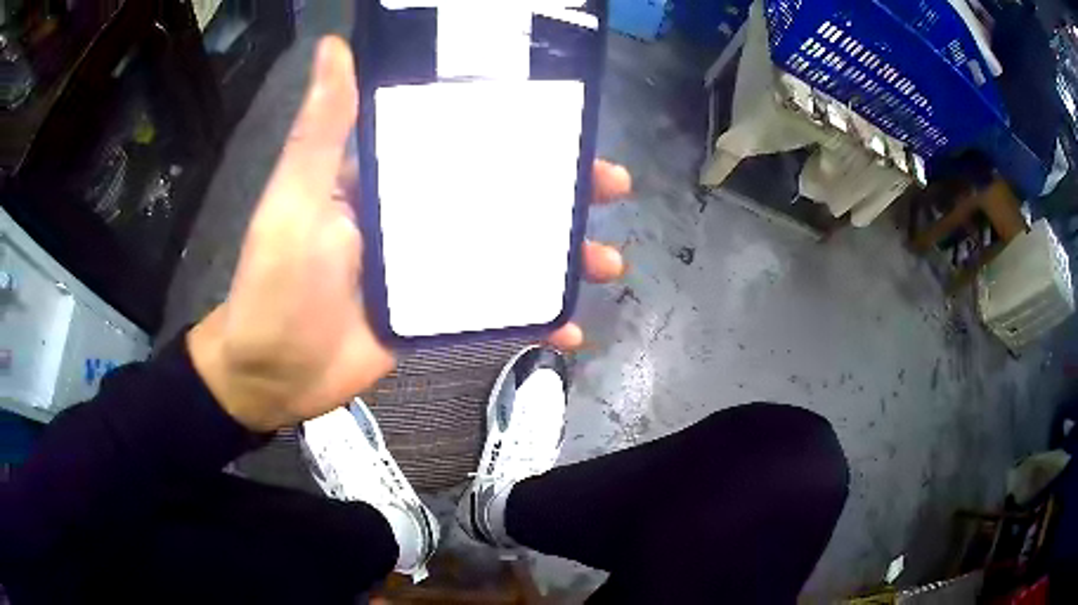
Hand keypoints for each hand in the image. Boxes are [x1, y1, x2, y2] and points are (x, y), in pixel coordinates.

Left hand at [187, 37, 630, 431]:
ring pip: (509, 252)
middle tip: (612, 189)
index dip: (519, 132)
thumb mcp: (295, 198)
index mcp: (388, 179)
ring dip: (560, 256)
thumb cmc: (275, 283)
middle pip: (501, 195)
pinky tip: (569, 328)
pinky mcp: (434, 317)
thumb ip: (322, 129)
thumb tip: (334, 46)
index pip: (464, 142)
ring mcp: (429, 270)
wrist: (271, 373)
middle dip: (560, 192)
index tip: (570, 128)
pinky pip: (494, 310)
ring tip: (608, 262)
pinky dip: (532, 319)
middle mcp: (414, 217)